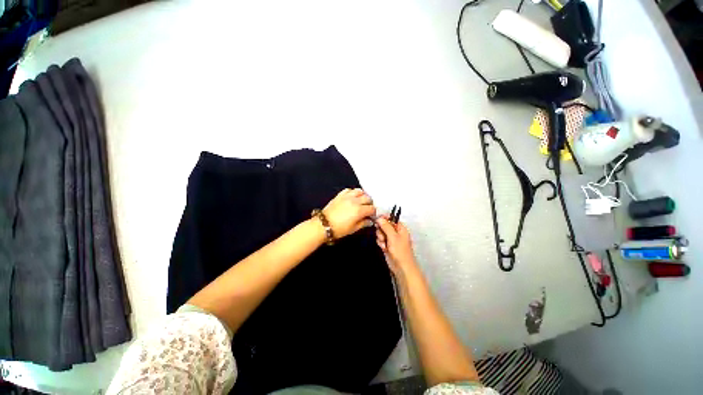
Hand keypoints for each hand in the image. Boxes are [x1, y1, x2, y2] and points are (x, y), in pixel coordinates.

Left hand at [322, 188, 375, 238]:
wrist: (323, 225)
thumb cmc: (339, 229)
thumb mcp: (353, 229)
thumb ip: (363, 223)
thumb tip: (370, 221)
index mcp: (359, 210)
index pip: (372, 208)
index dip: (373, 212)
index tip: (372, 216)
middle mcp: (355, 201)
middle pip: (368, 198)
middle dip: (369, 204)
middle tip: (367, 209)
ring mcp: (347, 196)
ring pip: (360, 191)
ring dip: (362, 196)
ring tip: (361, 202)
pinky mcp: (340, 195)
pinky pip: (349, 190)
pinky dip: (353, 193)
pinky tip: (352, 198)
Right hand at [375, 215, 416, 274]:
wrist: (401, 268)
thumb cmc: (400, 251)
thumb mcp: (393, 237)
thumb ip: (385, 226)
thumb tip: (379, 218)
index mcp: (400, 227)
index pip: (391, 218)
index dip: (384, 218)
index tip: (377, 220)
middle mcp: (395, 232)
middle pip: (384, 225)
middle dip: (381, 230)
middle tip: (383, 236)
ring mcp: (391, 238)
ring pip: (381, 232)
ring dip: (380, 237)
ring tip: (384, 243)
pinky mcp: (387, 245)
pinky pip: (380, 239)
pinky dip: (380, 243)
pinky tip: (383, 248)